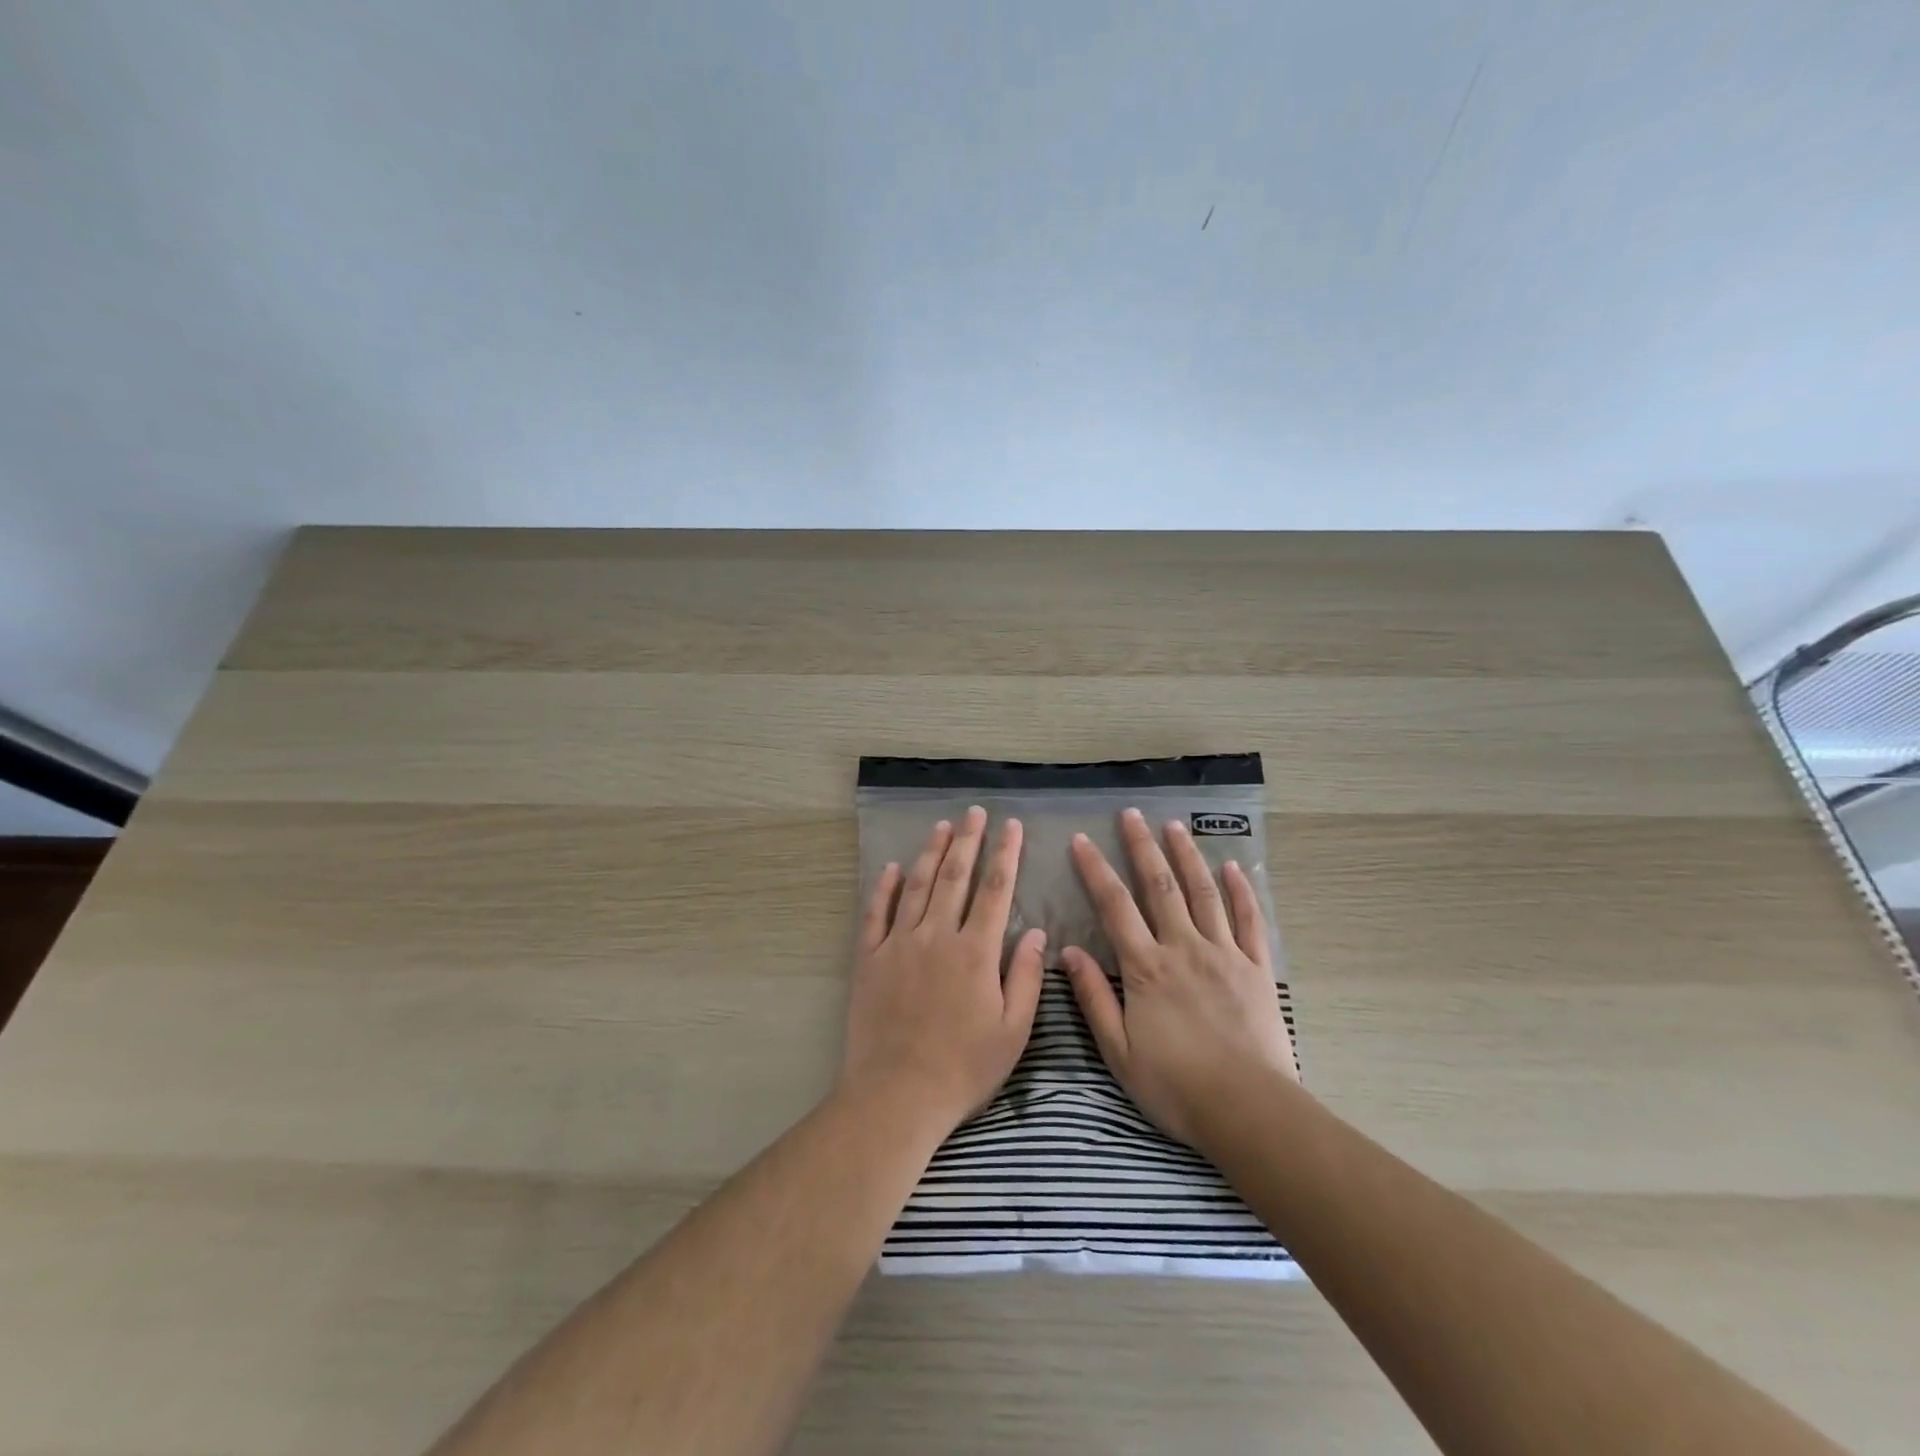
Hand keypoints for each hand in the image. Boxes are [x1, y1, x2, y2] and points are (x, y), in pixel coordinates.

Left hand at [839, 807, 1046, 1136]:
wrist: (896, 1095)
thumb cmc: (963, 1068)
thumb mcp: (1012, 1032)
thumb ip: (1025, 978)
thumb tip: (1037, 932)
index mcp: (975, 952)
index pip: (995, 890)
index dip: (1005, 854)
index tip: (1011, 826)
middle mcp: (936, 936)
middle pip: (954, 877)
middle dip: (967, 840)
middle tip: (974, 813)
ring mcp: (898, 944)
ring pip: (916, 886)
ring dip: (930, 853)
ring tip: (941, 827)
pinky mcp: (869, 959)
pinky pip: (876, 913)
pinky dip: (884, 887)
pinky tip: (892, 868)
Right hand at [1061, 808, 1297, 1149]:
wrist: (1248, 1110)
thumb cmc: (1176, 1085)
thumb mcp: (1119, 1051)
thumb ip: (1093, 998)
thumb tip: (1068, 952)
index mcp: (1146, 968)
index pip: (1115, 906)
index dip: (1096, 870)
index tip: (1081, 840)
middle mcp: (1184, 948)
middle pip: (1160, 887)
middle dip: (1143, 847)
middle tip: (1131, 814)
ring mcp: (1225, 954)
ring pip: (1204, 893)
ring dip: (1188, 856)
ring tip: (1175, 826)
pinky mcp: (1257, 969)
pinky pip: (1250, 921)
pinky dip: (1242, 891)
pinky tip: (1234, 867)